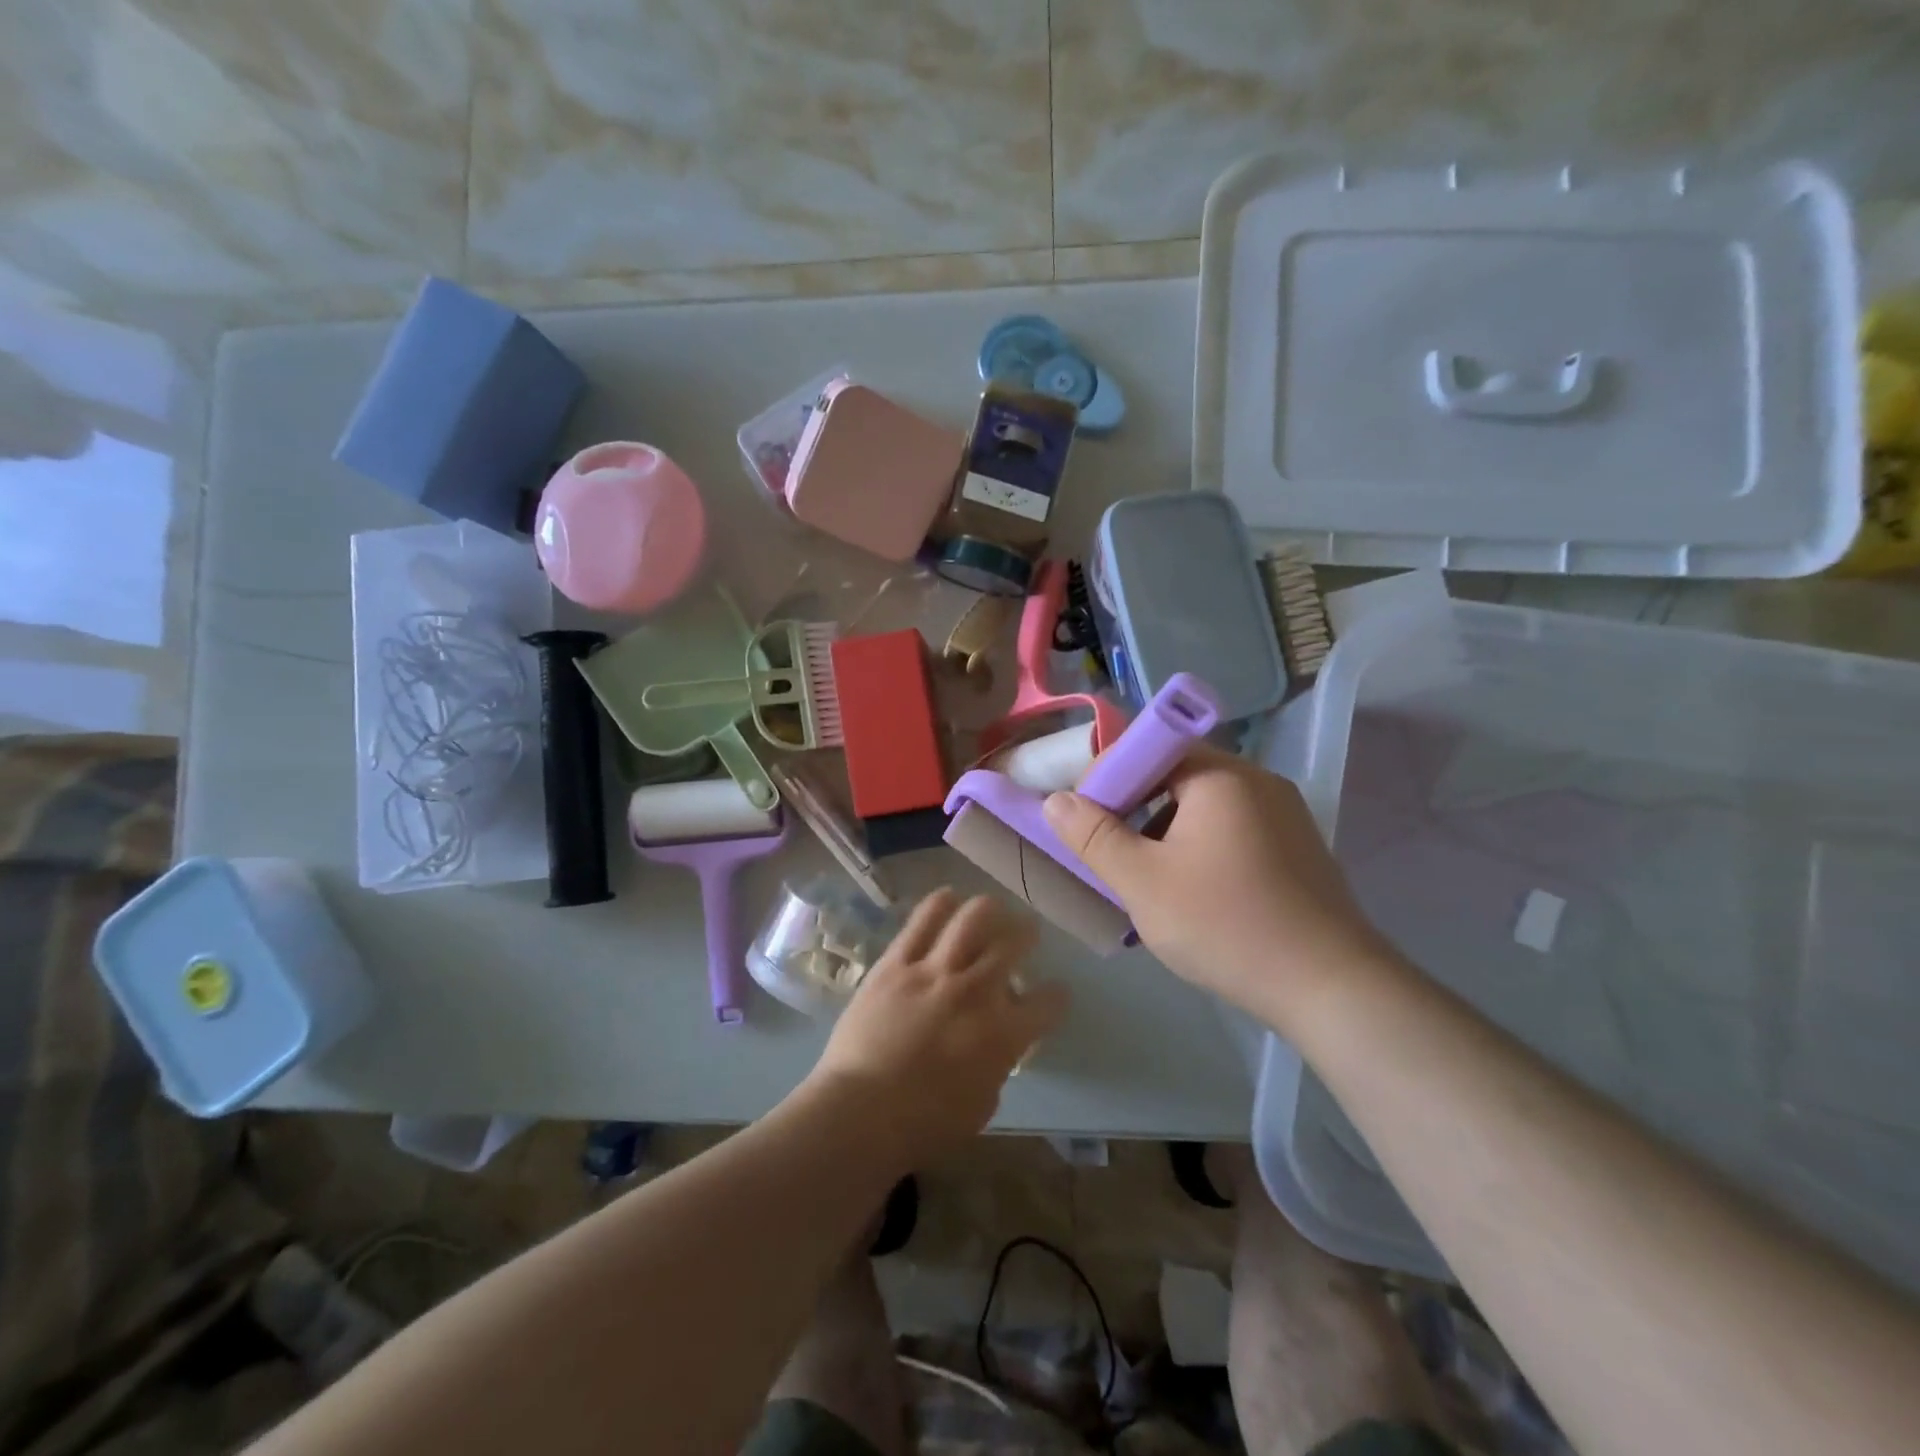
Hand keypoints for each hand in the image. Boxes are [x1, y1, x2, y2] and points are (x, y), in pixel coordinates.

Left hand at [807, 889, 1069, 1162]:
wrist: (860, 1112)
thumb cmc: (924, 1124)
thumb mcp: (981, 1104)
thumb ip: (996, 1063)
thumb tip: (994, 1042)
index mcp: (1003, 1033)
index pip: (1049, 1002)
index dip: (1057, 996)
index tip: (1054, 994)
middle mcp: (976, 991)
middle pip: (1014, 942)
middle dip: (1027, 934)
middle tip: (1025, 934)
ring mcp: (934, 971)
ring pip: (973, 917)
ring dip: (989, 911)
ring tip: (990, 912)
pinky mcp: (896, 962)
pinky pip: (924, 919)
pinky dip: (941, 904)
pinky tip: (949, 899)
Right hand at [1041, 745, 1399, 1035]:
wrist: (1330, 987)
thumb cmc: (1225, 924)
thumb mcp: (1142, 882)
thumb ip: (1093, 836)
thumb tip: (1056, 800)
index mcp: (1220, 775)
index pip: (1150, 747)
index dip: (1110, 776)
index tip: (1088, 819)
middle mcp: (1257, 781)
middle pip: (1178, 776)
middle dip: (1137, 810)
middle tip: (1113, 855)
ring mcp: (1285, 814)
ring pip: (1205, 807)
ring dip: (1168, 833)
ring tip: (1151, 883)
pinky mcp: (1299, 848)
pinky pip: (1234, 830)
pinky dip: (1202, 849)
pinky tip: (1195, 895)